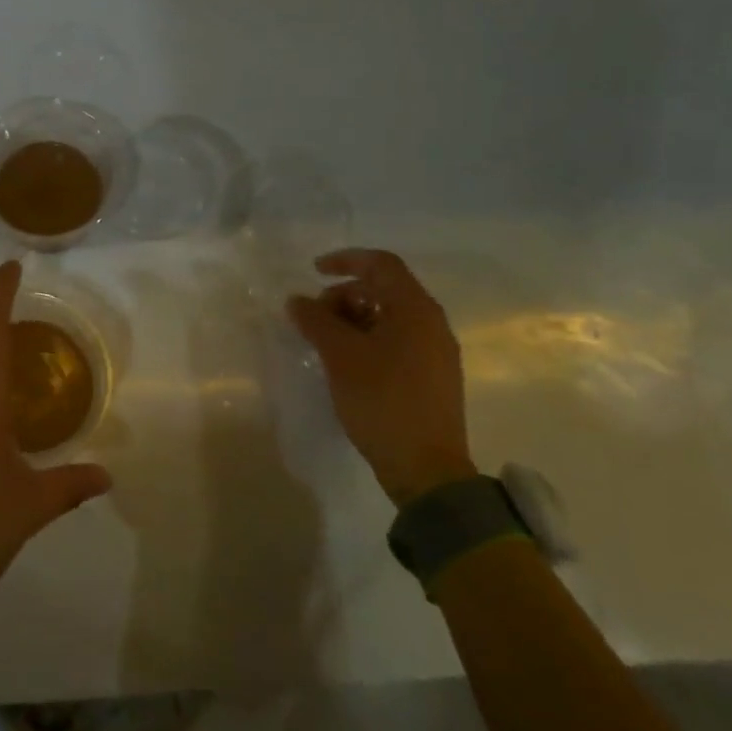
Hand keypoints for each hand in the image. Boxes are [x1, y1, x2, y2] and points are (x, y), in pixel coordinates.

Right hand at [286, 249, 476, 506]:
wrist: (426, 470)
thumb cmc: (383, 400)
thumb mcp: (340, 356)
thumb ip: (316, 320)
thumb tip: (296, 300)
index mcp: (416, 310)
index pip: (381, 264)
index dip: (345, 260)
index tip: (313, 271)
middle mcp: (431, 324)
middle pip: (383, 290)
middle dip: (343, 296)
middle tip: (314, 319)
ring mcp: (435, 353)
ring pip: (388, 318)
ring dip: (352, 320)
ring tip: (324, 344)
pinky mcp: (431, 378)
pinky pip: (395, 342)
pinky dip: (367, 340)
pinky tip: (345, 364)